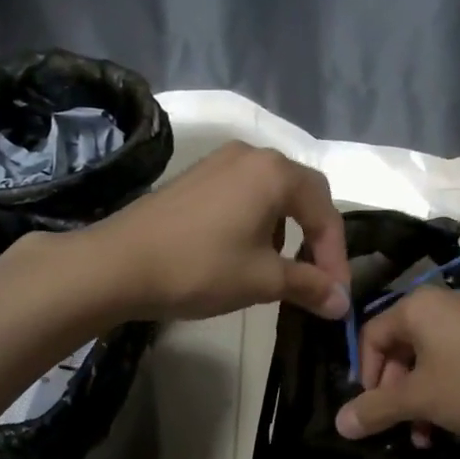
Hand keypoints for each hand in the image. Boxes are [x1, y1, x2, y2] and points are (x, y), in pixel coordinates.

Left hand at [79, 142, 349, 322]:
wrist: (117, 264)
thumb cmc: (199, 268)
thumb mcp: (262, 280)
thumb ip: (309, 285)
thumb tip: (342, 303)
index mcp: (275, 173)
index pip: (325, 211)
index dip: (336, 255)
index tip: (336, 293)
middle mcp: (251, 155)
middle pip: (302, 193)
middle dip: (315, 237)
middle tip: (318, 277)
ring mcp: (219, 162)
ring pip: (272, 193)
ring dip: (287, 230)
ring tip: (279, 269)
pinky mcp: (196, 177)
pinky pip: (244, 193)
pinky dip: (258, 221)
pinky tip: (244, 252)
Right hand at [334, 285, 459, 442]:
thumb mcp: (420, 400)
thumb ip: (376, 409)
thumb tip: (339, 424)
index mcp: (417, 306)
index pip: (371, 335)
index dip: (364, 375)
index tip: (370, 410)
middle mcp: (442, 303)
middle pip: (399, 347)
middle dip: (394, 392)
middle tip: (398, 425)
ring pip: (427, 359)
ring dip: (419, 398)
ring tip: (424, 436)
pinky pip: (453, 360)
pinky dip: (444, 389)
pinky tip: (450, 424)